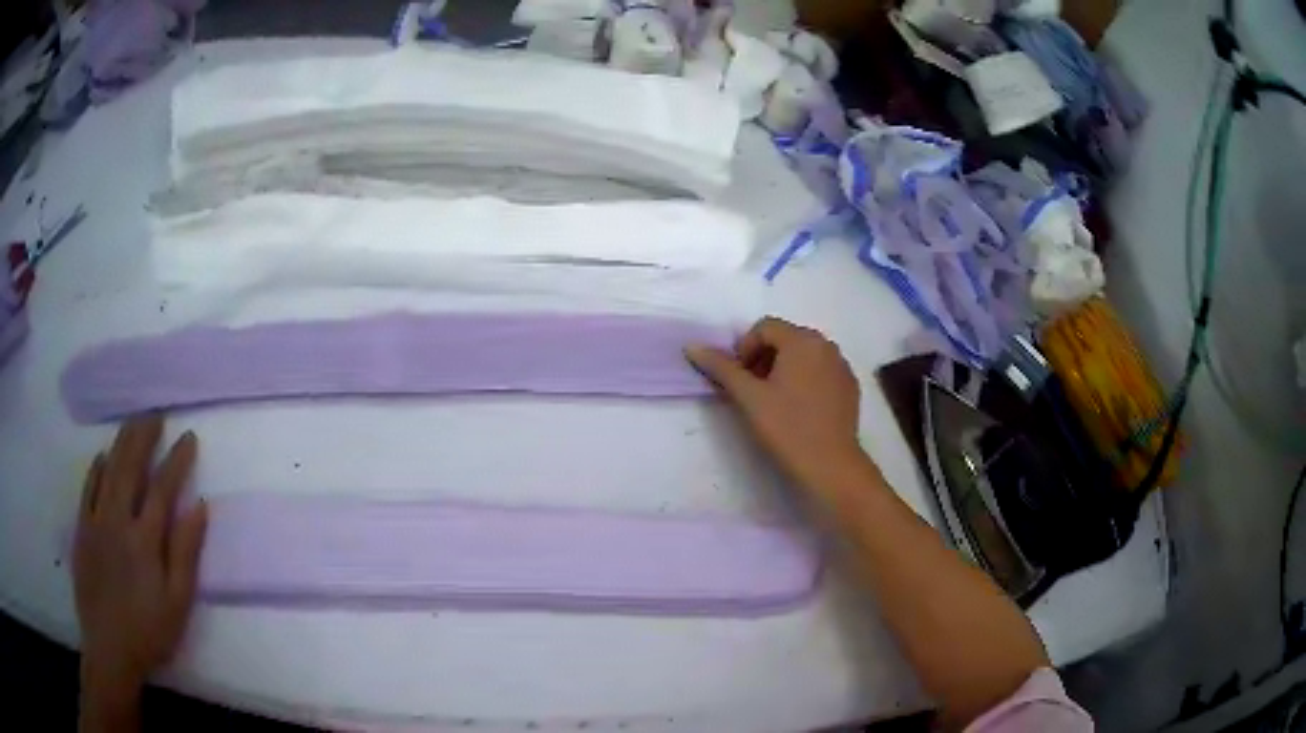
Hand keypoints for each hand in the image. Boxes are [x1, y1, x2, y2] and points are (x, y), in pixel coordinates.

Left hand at [74, 415, 206, 699]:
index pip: (162, 488)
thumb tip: (199, 507)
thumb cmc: (149, 632)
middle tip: (155, 413)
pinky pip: (88, 487)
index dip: (176, 460)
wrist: (109, 649)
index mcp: (145, 540)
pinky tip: (103, 456)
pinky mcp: (82, 529)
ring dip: (121, 442)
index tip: (188, 437)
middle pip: (130, 467)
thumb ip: (185, 554)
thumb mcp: (177, 603)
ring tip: (133, 422)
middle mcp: (118, 520)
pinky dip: (96, 467)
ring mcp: (96, 521)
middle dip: (144, 436)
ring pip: (108, 470)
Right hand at [686, 317, 871, 493]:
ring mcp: (842, 365)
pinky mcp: (850, 386)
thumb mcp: (749, 397)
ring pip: (805, 355)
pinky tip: (799, 409)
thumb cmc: (787, 427)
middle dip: (764, 358)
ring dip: (784, 368)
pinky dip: (806, 380)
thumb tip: (692, 346)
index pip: (765, 327)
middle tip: (753, 390)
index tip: (740, 379)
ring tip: (775, 400)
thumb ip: (721, 368)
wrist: (830, 465)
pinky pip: (822, 371)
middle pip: (786, 338)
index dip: (745, 348)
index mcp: (802, 340)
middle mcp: (826, 344)